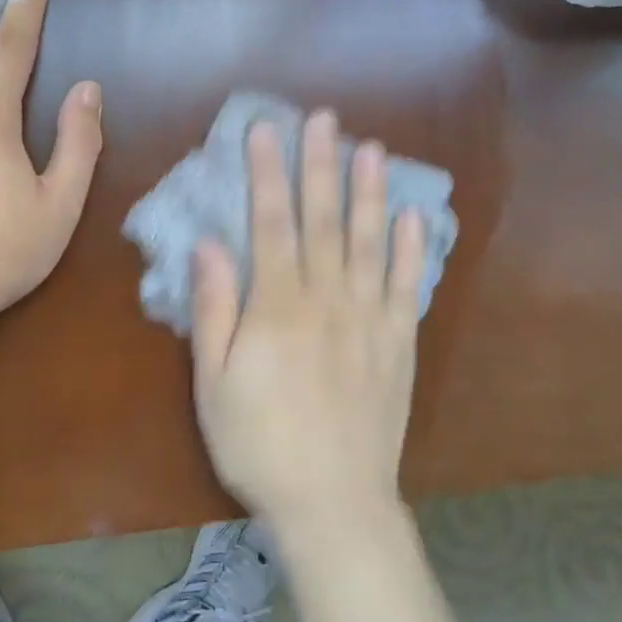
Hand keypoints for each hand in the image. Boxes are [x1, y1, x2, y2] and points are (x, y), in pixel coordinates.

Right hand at [190, 110, 426, 529]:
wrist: (332, 502)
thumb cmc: (258, 444)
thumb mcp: (212, 383)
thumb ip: (214, 309)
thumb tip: (208, 244)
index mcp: (277, 308)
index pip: (271, 224)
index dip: (267, 173)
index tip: (265, 131)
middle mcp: (327, 300)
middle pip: (324, 220)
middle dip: (320, 165)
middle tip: (323, 119)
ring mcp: (370, 319)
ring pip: (370, 242)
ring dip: (370, 192)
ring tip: (372, 148)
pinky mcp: (399, 343)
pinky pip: (407, 286)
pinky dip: (411, 249)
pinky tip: (413, 216)